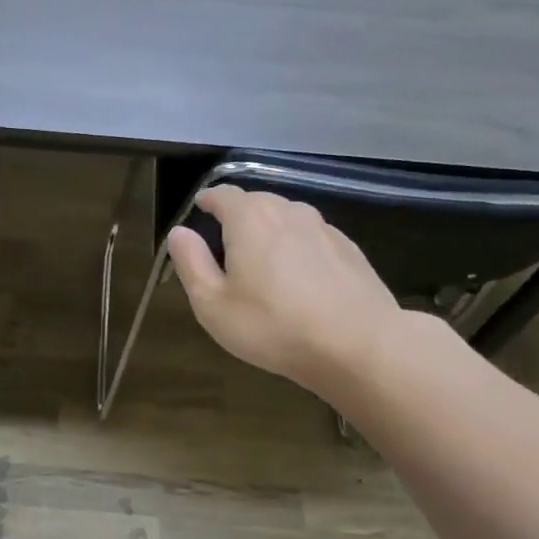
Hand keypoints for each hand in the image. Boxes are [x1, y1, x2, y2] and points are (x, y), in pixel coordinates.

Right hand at [166, 185, 404, 401]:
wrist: (358, 344)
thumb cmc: (272, 325)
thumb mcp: (212, 303)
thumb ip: (191, 262)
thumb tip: (180, 232)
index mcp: (249, 218)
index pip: (222, 194)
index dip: (207, 201)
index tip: (199, 212)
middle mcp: (288, 211)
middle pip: (256, 204)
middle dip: (237, 220)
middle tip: (226, 253)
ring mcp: (324, 228)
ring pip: (286, 221)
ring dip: (269, 236)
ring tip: (263, 269)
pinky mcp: (349, 249)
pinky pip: (311, 240)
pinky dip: (297, 252)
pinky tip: (299, 284)